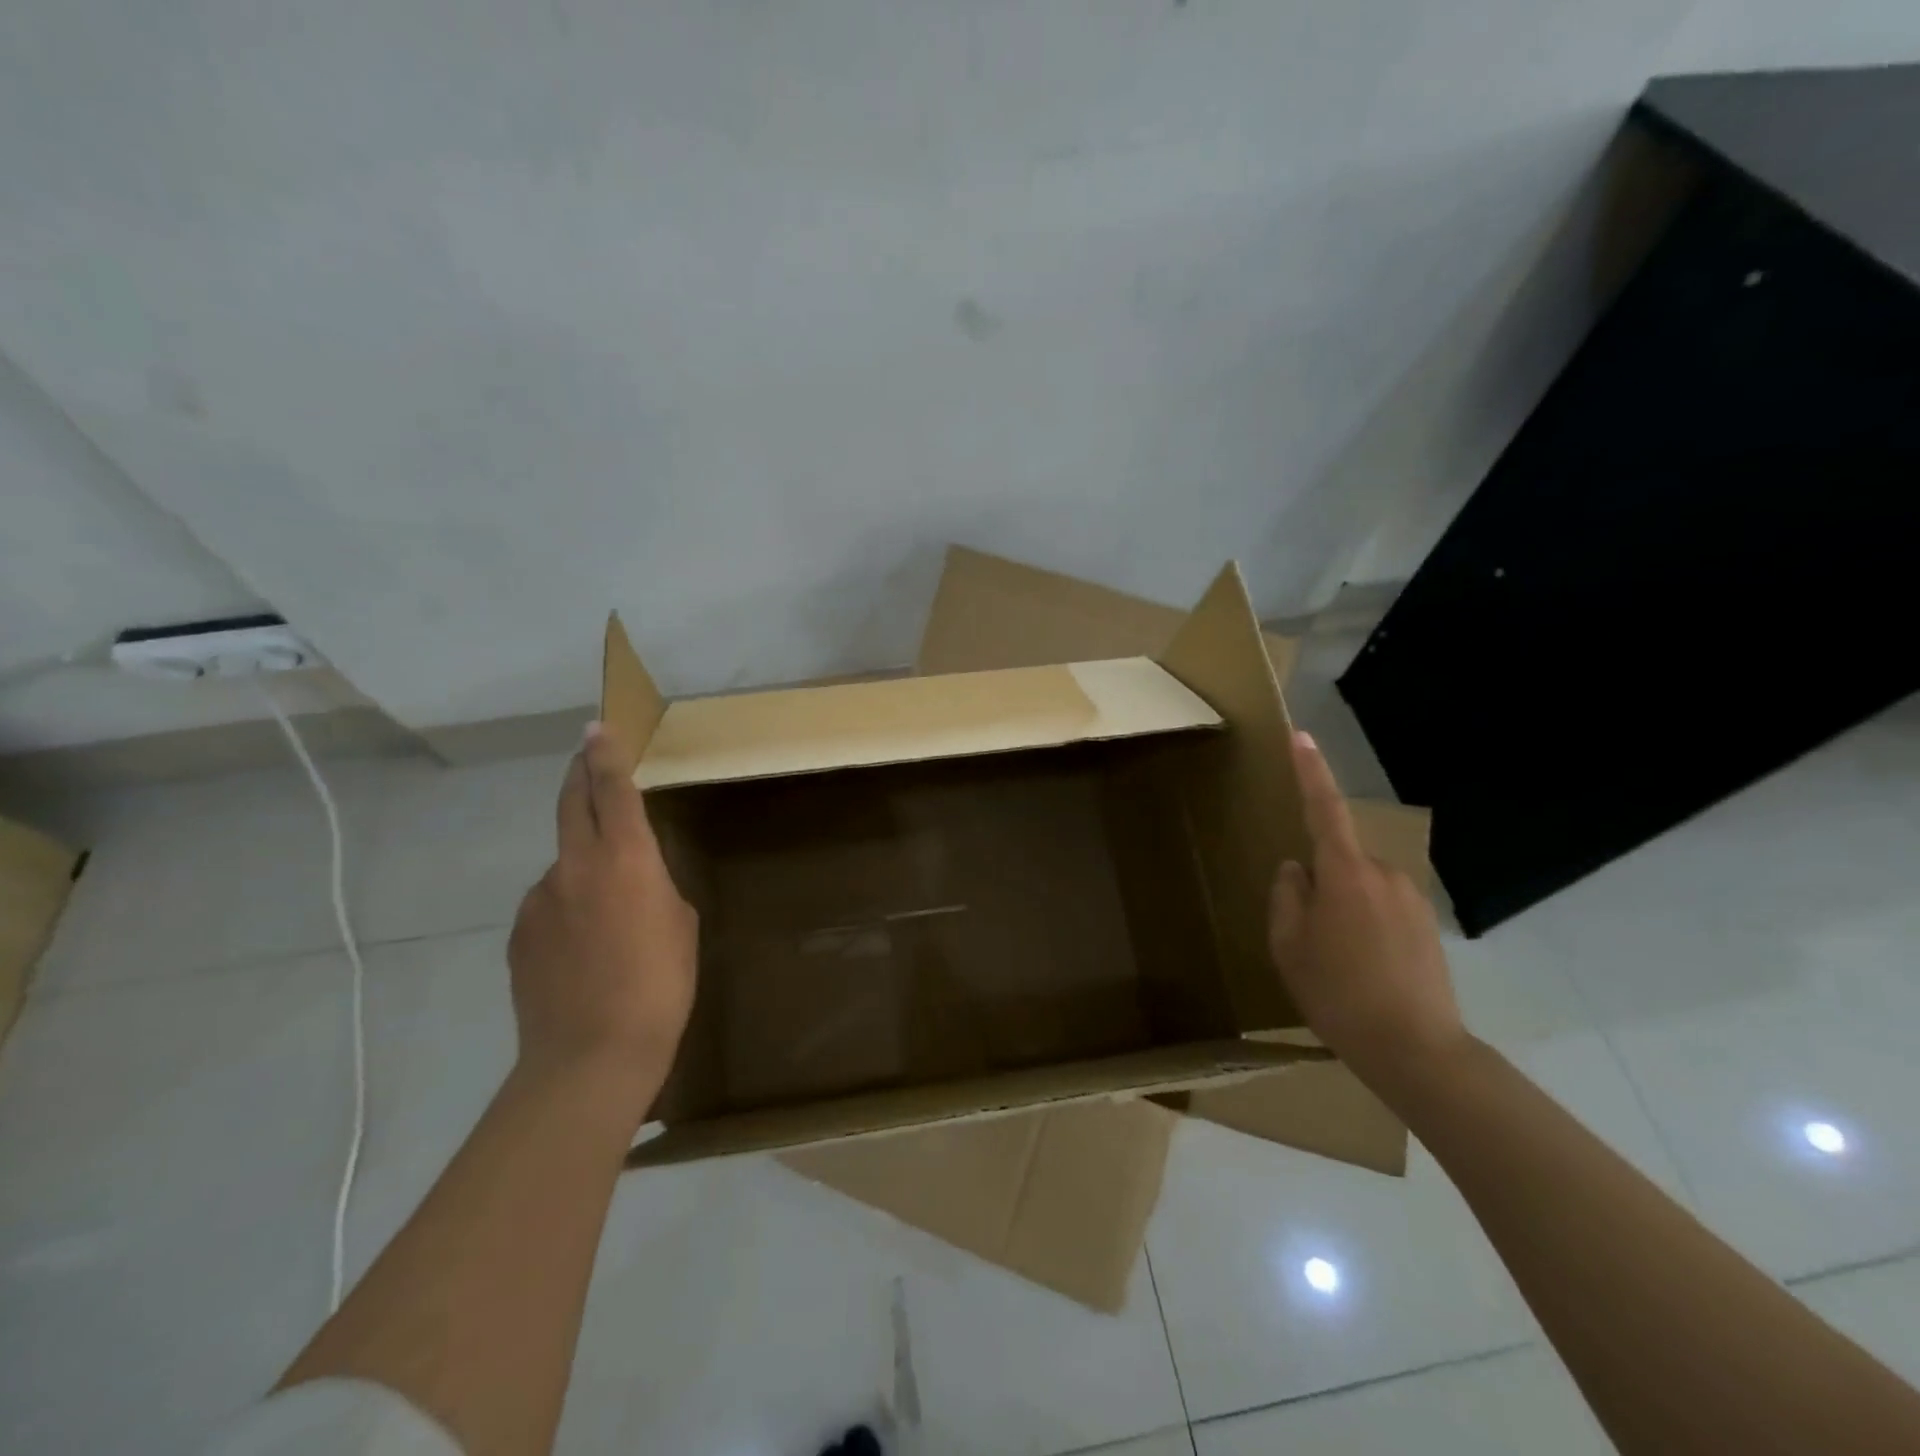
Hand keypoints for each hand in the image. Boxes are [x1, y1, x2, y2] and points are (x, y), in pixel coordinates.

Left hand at [507, 723, 697, 1115]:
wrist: (591, 1056)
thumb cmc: (660, 985)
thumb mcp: (680, 925)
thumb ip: (655, 888)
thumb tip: (632, 884)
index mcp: (624, 858)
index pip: (612, 789)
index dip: (605, 755)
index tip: (597, 728)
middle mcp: (574, 866)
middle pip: (571, 805)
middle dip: (579, 776)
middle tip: (585, 759)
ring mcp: (538, 900)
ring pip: (563, 863)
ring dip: (582, 865)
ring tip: (607, 911)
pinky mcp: (518, 935)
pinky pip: (548, 904)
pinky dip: (566, 908)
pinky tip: (584, 949)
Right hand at [1268, 731, 1465, 1087]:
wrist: (1417, 1051)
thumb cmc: (1338, 993)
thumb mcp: (1288, 946)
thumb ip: (1286, 896)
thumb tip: (1297, 870)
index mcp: (1344, 873)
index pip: (1323, 808)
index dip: (1310, 771)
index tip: (1301, 736)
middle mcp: (1384, 875)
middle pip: (1339, 860)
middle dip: (1318, 883)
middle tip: (1306, 937)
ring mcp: (1412, 900)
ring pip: (1360, 888)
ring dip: (1342, 910)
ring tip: (1336, 965)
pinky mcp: (1428, 927)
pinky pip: (1383, 910)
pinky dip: (1365, 929)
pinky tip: (1363, 972)